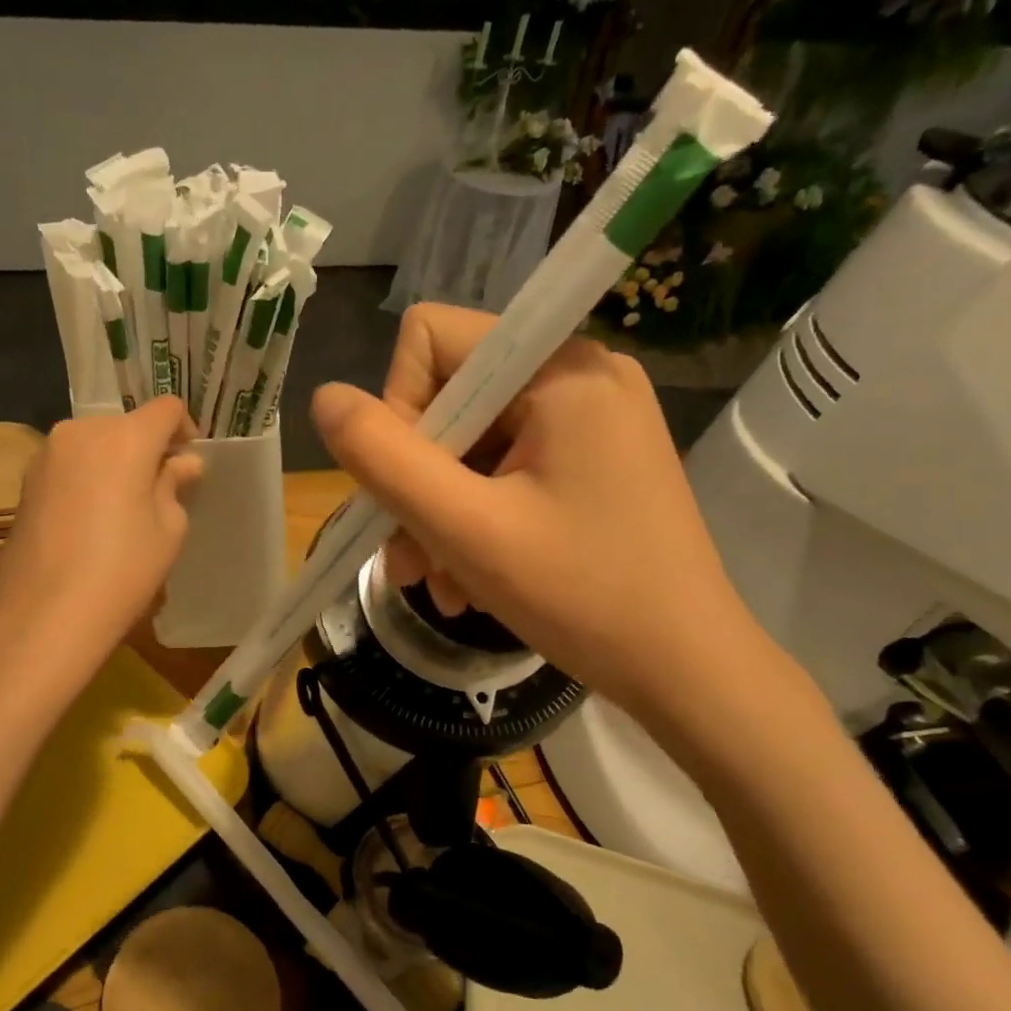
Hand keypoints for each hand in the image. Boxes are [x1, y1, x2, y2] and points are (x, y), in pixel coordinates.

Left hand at [0, 398, 202, 679]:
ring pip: (94, 445)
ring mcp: (46, 455)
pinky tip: (90, 524)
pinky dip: (87, 481)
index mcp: (124, 437)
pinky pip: (69, 467)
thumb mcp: (169, 530)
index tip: (189, 465)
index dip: (185, 431)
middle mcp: (80, 432)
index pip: (166, 408)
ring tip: (122, 512)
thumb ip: (174, 485)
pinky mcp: (25, 483)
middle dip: (147, 450)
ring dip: (114, 465)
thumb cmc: (123, 570)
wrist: (46, 615)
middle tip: (159, 493)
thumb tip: (181, 464)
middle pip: (126, 426)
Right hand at [311, 302, 758, 722]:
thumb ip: (385, 459)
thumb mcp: (467, 529)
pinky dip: (475, 522)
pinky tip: (471, 581)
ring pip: (470, 444)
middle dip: (417, 485)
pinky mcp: (592, 460)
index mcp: (560, 370)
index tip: (406, 490)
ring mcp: (591, 420)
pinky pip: (504, 470)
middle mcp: (579, 375)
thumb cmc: (583, 598)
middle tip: (411, 564)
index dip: (398, 411)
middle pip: (450, 399)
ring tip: (440, 585)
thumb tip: (324, 399)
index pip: (432, 339)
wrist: (686, 670)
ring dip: (439, 516)